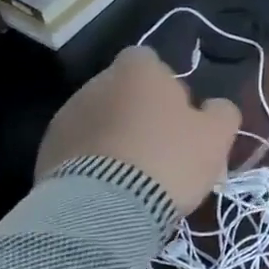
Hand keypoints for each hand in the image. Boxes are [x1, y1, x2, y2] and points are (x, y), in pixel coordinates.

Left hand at [37, 46, 240, 215]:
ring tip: (133, 176)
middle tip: (161, 148)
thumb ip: (221, 111)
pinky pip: (79, 150)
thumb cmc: (169, 159)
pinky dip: (93, 162)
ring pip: (99, 120)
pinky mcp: (47, 152)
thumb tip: (214, 106)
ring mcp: (66, 117)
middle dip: (138, 112)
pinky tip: (110, 190)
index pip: (149, 61)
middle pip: (123, 91)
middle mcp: (96, 83)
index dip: (166, 85)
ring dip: (114, 137)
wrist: (105, 208)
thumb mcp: (216, 136)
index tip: (179, 115)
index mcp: (137, 70)